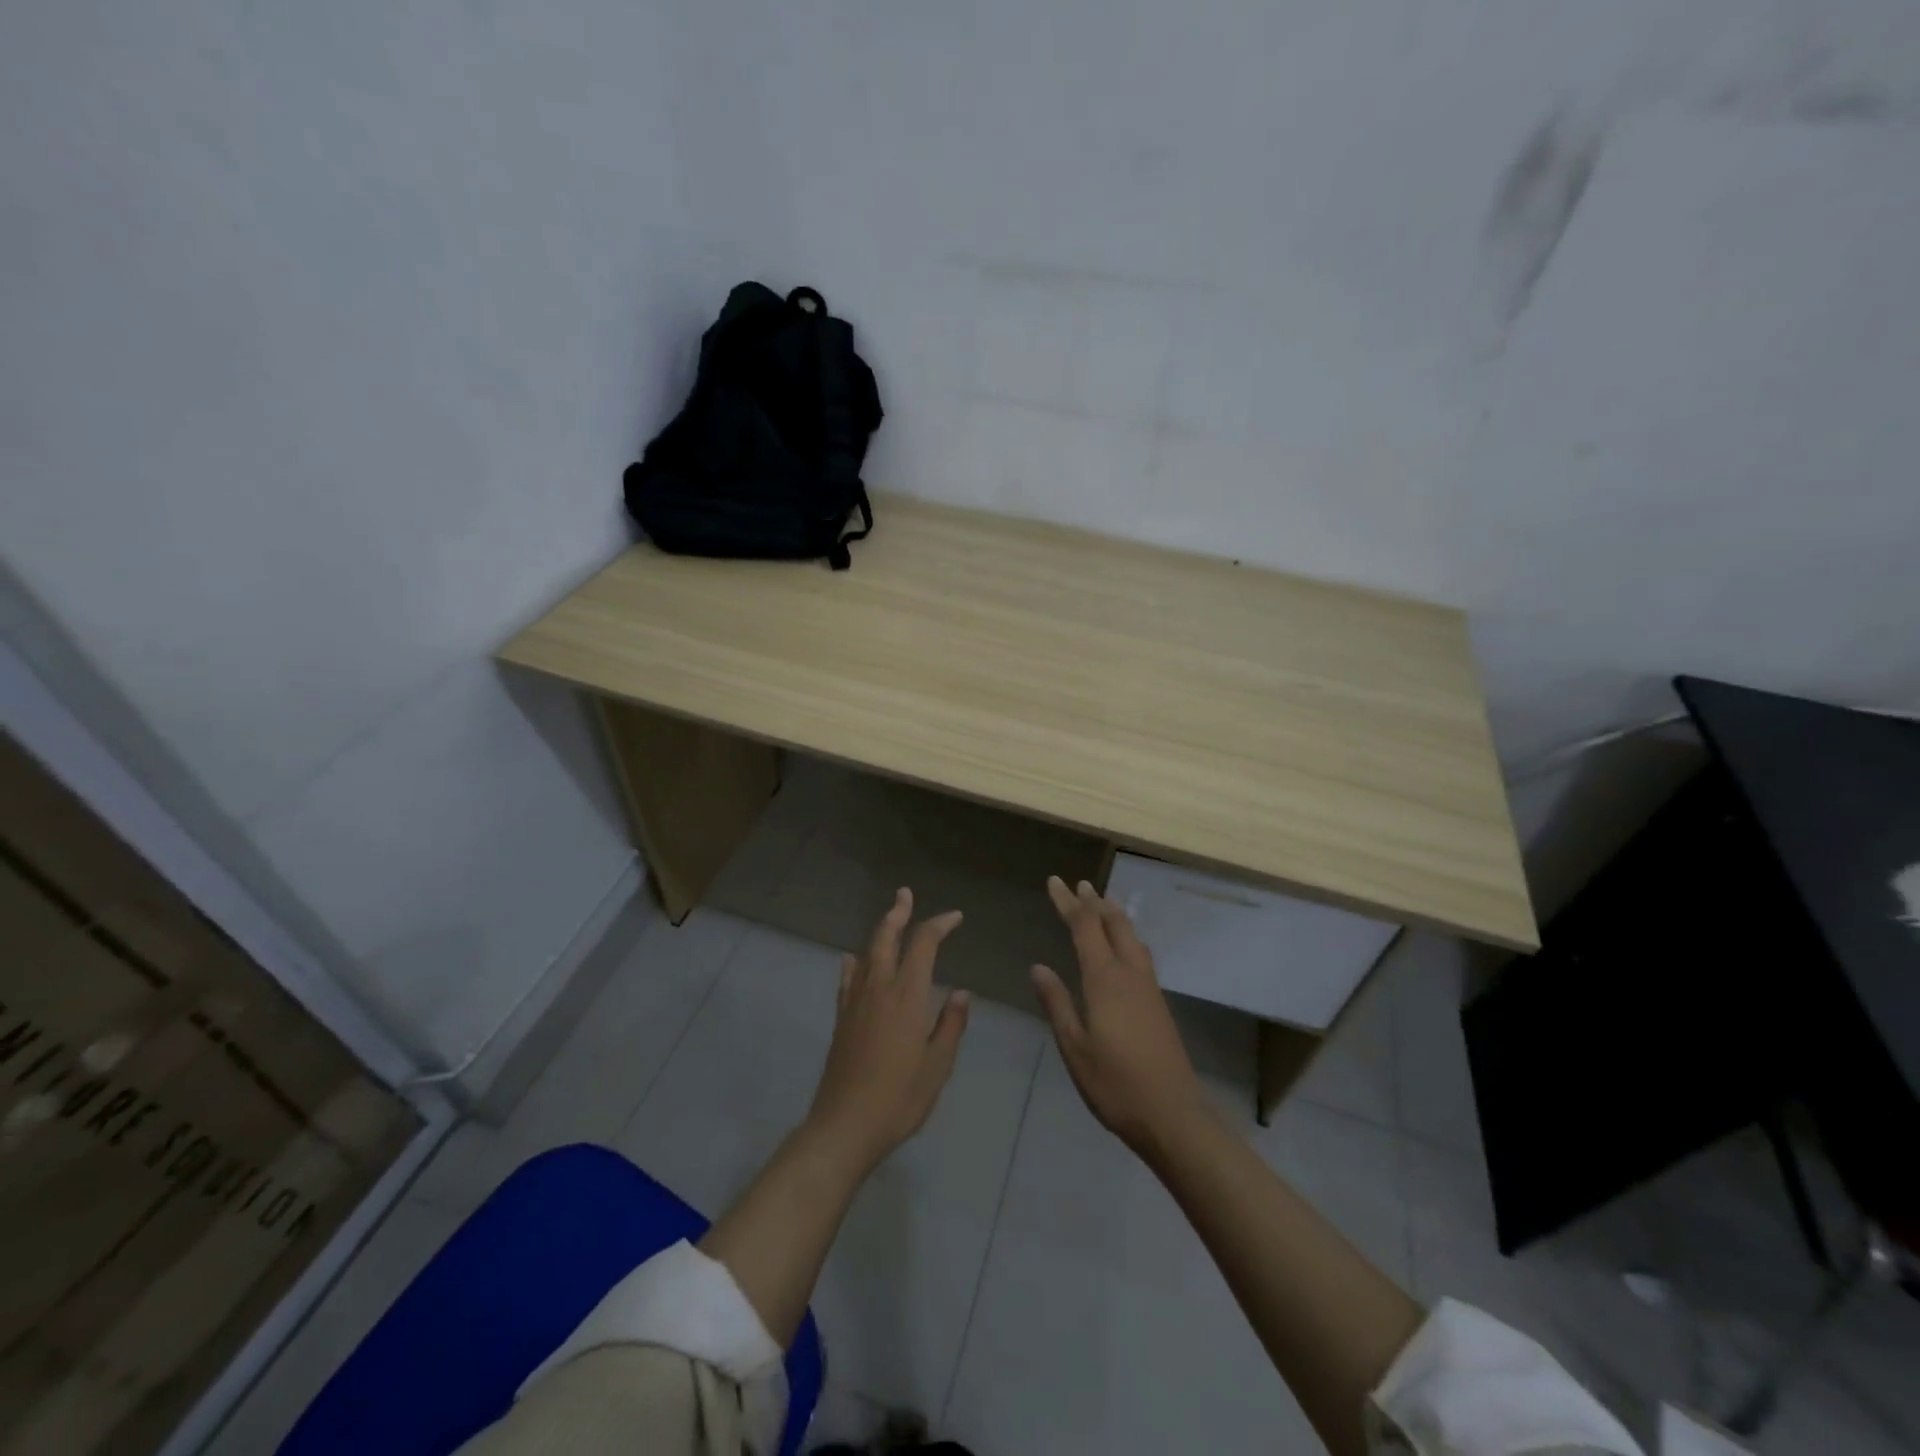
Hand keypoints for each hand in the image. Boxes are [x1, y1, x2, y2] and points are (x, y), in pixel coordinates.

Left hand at [805, 887, 970, 1176]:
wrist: (844, 1125)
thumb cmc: (899, 1098)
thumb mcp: (938, 1066)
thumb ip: (950, 1025)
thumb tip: (961, 992)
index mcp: (907, 996)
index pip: (923, 944)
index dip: (939, 924)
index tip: (955, 917)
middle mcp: (878, 988)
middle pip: (886, 937)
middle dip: (898, 912)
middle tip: (905, 893)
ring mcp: (855, 1002)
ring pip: (866, 953)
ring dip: (879, 931)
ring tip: (889, 918)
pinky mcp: (841, 1018)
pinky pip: (848, 978)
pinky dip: (854, 962)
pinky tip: (853, 960)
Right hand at [1031, 875, 1205, 1158]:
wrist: (1173, 1115)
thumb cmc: (1115, 1084)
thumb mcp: (1075, 1047)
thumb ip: (1057, 1003)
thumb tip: (1038, 967)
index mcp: (1105, 979)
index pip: (1085, 927)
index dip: (1068, 902)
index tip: (1055, 881)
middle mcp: (1130, 973)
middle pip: (1113, 924)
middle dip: (1094, 901)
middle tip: (1078, 884)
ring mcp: (1149, 987)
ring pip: (1131, 936)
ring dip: (1114, 915)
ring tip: (1102, 903)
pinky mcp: (1158, 1003)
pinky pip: (1140, 952)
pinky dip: (1126, 935)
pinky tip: (1124, 946)